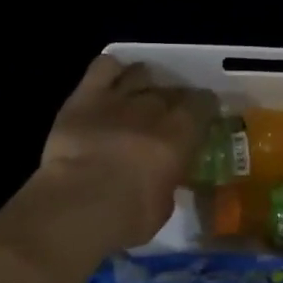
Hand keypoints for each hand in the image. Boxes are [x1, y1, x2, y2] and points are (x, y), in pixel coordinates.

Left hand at [8, 56, 213, 266]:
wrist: (78, 203)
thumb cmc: (127, 216)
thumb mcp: (163, 207)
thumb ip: (167, 183)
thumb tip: (163, 177)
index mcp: (180, 133)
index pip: (203, 104)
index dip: (204, 108)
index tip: (202, 116)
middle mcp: (153, 107)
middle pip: (171, 90)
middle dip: (173, 99)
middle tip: (167, 114)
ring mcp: (119, 97)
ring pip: (140, 72)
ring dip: (143, 82)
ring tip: (139, 94)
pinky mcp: (86, 95)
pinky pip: (103, 67)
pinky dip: (110, 69)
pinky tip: (110, 80)